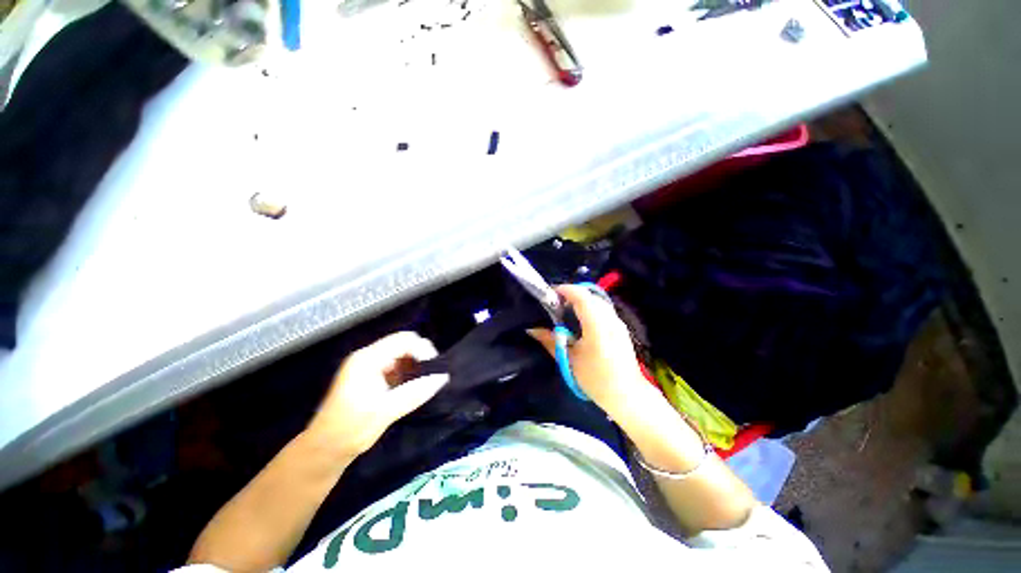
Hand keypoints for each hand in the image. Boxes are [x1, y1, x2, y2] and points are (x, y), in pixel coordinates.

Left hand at [304, 332, 448, 460]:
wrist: (325, 450)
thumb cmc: (351, 429)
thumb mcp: (386, 411)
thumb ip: (415, 392)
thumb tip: (442, 377)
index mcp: (367, 359)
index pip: (403, 340)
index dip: (422, 350)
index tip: (434, 369)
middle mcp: (368, 356)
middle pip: (403, 344)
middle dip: (420, 357)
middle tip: (431, 376)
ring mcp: (368, 366)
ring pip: (401, 354)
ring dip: (414, 365)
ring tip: (422, 383)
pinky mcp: (370, 376)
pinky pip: (395, 365)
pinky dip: (407, 373)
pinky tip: (411, 388)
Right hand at [529, 285, 653, 420]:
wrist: (627, 396)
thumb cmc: (596, 380)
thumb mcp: (569, 360)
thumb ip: (550, 341)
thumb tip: (532, 329)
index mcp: (596, 326)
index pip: (581, 297)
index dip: (565, 290)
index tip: (550, 293)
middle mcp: (610, 319)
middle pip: (590, 296)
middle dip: (572, 294)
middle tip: (555, 303)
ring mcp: (618, 323)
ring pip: (598, 301)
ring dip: (581, 300)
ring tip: (566, 310)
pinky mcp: (620, 328)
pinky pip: (603, 309)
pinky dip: (590, 307)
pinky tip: (581, 321)